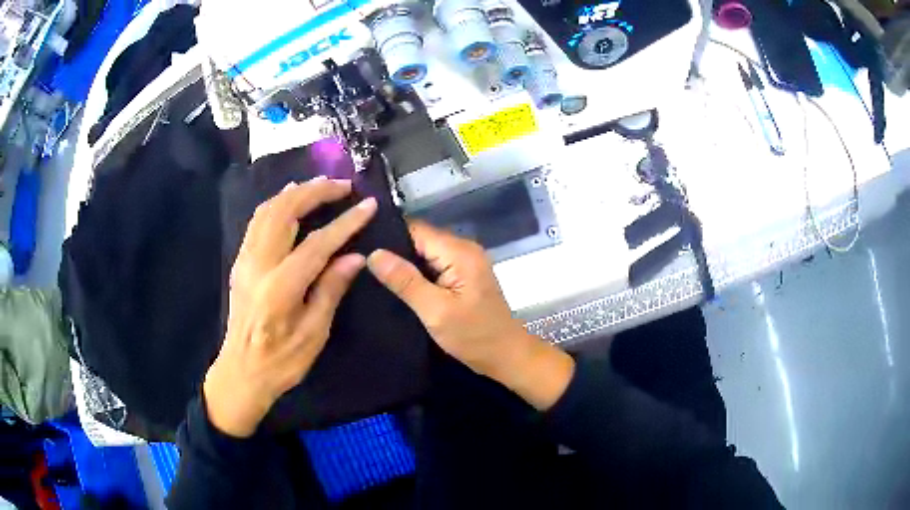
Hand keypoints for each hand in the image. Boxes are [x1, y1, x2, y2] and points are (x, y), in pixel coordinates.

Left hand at [204, 178, 376, 436]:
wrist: (241, 371)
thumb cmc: (282, 361)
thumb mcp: (314, 334)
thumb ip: (331, 290)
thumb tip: (355, 257)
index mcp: (279, 288)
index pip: (316, 244)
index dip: (345, 223)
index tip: (368, 205)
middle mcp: (258, 265)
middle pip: (284, 212)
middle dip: (315, 192)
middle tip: (343, 185)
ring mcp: (245, 260)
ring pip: (267, 211)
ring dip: (294, 192)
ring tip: (321, 184)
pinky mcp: (240, 261)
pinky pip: (257, 221)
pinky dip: (276, 203)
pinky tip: (290, 199)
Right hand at [367, 221, 574, 410]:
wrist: (506, 356)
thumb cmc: (473, 336)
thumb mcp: (435, 311)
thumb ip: (405, 281)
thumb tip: (373, 253)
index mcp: (459, 252)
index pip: (416, 229)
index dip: (388, 236)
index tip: (360, 246)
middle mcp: (463, 249)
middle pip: (420, 239)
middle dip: (393, 251)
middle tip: (362, 264)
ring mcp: (465, 262)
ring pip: (425, 253)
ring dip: (404, 264)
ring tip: (372, 274)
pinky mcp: (463, 276)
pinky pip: (434, 266)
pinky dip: (417, 273)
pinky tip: (397, 284)